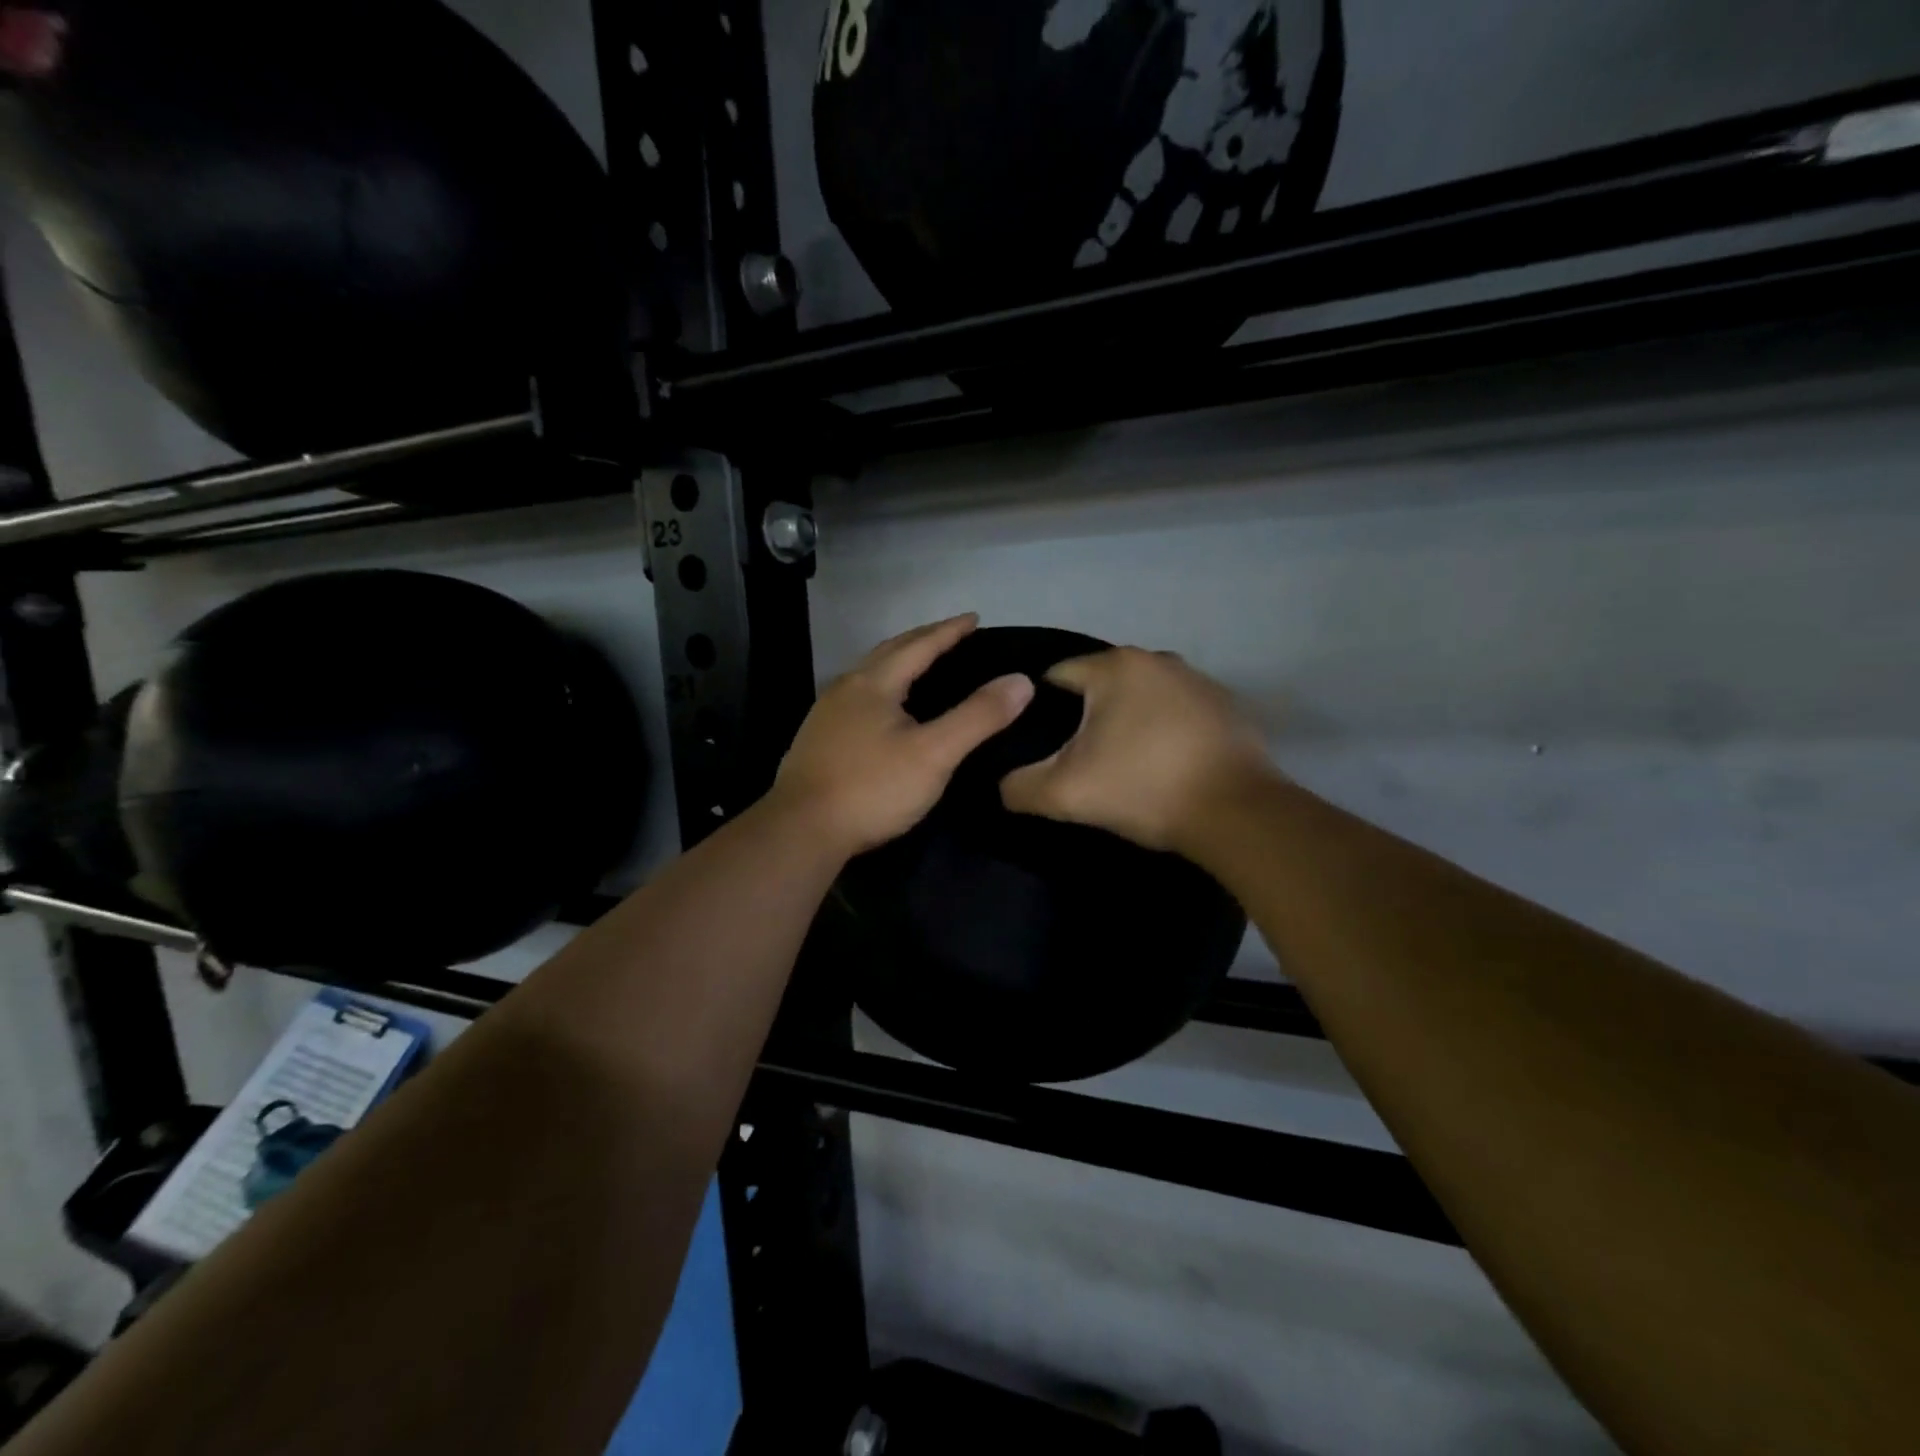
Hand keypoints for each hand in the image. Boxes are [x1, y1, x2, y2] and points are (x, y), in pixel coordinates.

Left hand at [772, 615, 1034, 855]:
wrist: (801, 831)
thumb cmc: (872, 789)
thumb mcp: (934, 754)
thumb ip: (977, 717)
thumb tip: (1020, 681)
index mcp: (874, 683)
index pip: (919, 645)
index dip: (949, 631)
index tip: (974, 618)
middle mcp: (846, 688)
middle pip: (889, 652)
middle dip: (922, 640)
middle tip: (951, 635)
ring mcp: (826, 715)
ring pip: (869, 675)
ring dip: (898, 663)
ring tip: (921, 666)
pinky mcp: (817, 740)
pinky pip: (857, 698)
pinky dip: (882, 689)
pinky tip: (885, 711)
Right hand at [1000, 647, 1274, 853]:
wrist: (1237, 814)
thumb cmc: (1145, 789)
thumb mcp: (1065, 794)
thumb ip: (1019, 786)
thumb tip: (1003, 784)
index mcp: (1116, 667)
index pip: (1056, 676)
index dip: (1038, 710)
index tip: (1039, 744)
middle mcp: (1157, 658)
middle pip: (1100, 685)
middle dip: (1084, 716)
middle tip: (1076, 759)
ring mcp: (1197, 679)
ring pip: (1140, 696)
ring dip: (1125, 721)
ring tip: (1120, 763)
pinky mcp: (1226, 705)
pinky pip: (1176, 710)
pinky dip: (1162, 729)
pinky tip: (1163, 763)